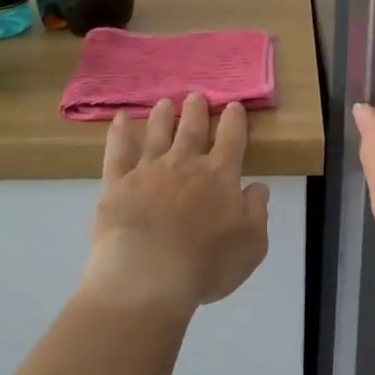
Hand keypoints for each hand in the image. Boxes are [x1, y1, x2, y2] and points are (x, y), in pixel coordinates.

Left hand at [80, 94, 270, 316]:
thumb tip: (257, 187)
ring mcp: (148, 171)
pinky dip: (119, 134)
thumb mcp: (252, 244)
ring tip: (164, 103)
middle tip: (196, 95)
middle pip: (192, 129)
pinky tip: (118, 119)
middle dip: (196, 111)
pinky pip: (118, 152)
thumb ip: (257, 211)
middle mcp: (185, 164)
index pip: (231, 138)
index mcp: (219, 175)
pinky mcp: (117, 185)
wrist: (147, 278)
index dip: (234, 120)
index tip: (234, 105)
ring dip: (162, 116)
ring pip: (157, 134)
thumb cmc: (205, 265)